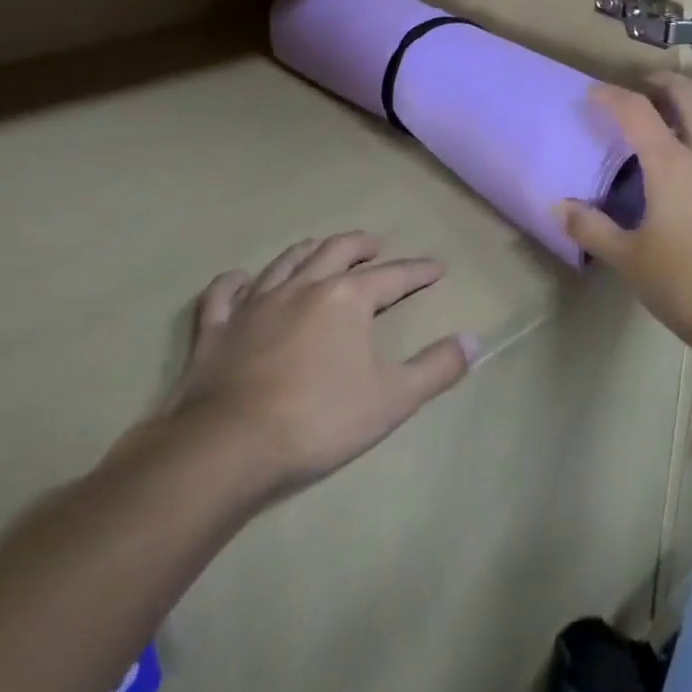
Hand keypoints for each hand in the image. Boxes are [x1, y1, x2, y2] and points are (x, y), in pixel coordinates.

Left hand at [158, 233, 478, 492]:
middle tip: (376, 244)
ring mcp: (254, 304)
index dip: (418, 271)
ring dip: (308, 251)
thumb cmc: (319, 419)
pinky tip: (240, 279)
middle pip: (336, 251)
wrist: (228, 446)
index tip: (437, 269)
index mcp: (346, 298)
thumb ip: (437, 368)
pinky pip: (223, 294)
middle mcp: (301, 287)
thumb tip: (475, 341)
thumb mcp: (393, 399)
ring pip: (285, 262)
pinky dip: (234, 282)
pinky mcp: (216, 329)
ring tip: (320, 247)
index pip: (392, 276)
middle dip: (361, 245)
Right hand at [558, 73, 691, 364]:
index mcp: (670, 164)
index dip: (611, 96)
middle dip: (664, 81)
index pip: (636, 111)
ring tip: (681, 107)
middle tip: (644, 86)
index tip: (592, 95)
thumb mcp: (628, 258)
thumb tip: (559, 207)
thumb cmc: (684, 282)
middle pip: (690, 94)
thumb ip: (592, 228)